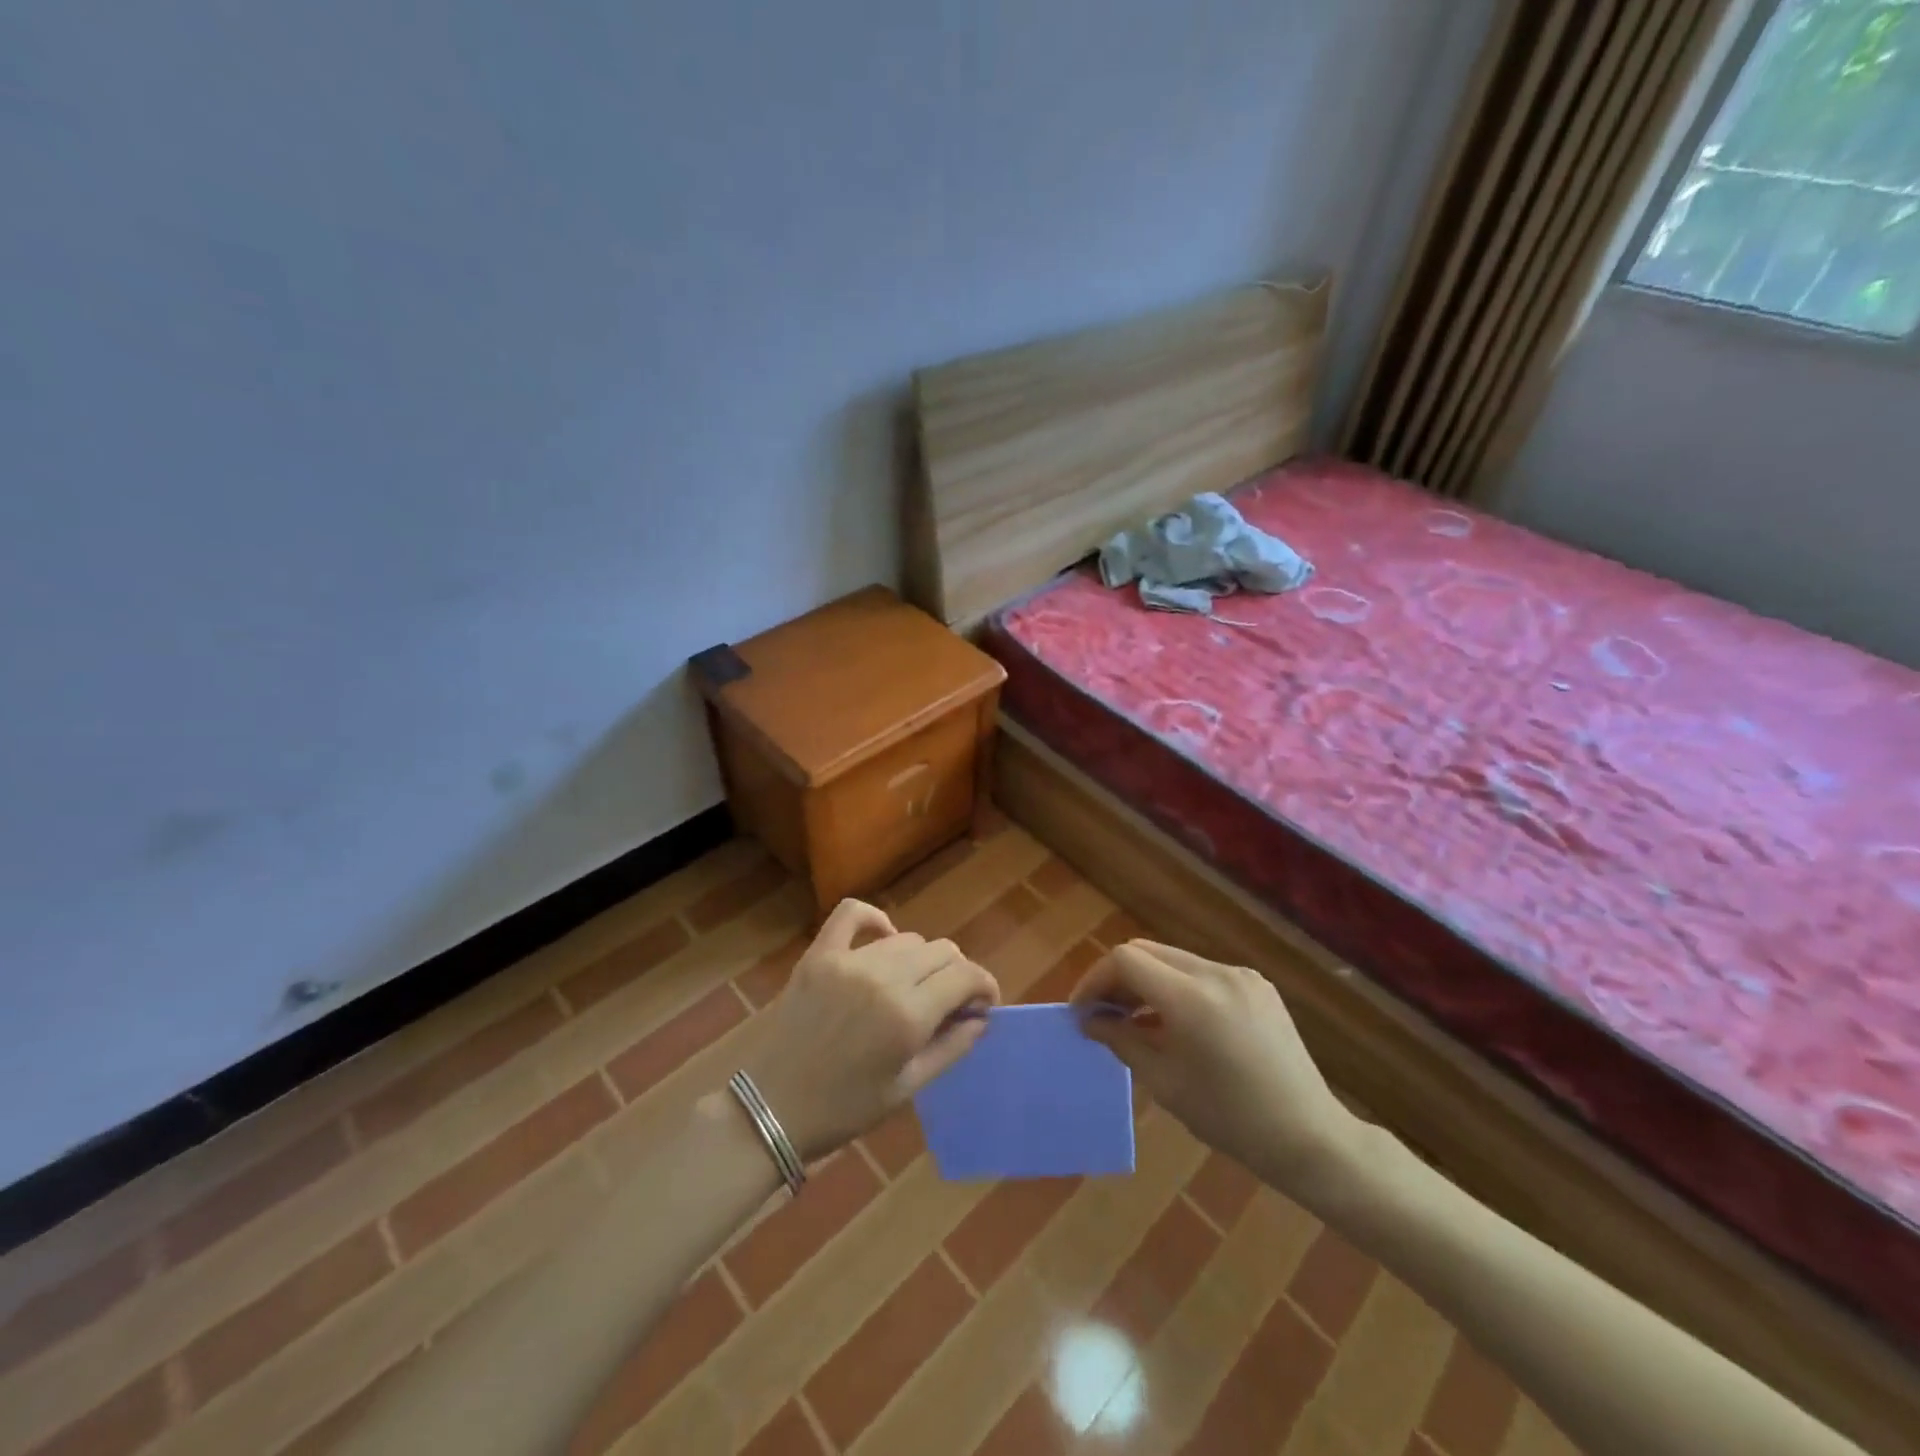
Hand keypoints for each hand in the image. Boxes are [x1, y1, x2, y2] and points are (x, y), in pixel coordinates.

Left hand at [739, 898, 999, 1162]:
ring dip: (920, 960)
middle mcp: (884, 978)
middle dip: (956, 974)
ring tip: (911, 987)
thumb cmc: (843, 1109)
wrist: (770, 1108)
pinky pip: (853, 914)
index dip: (984, 986)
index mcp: (908, 1016)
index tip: (983, 1004)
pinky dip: (874, 920)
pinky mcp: (819, 954)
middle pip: (942, 951)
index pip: (966, 976)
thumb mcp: (906, 1089)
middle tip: (947, 1003)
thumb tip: (981, 1018)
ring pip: (907, 939)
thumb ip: (951, 1048)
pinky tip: (882, 938)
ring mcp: (849, 961)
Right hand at [1070, 940, 1363, 1201]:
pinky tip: (1175, 1024)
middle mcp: (1216, 973)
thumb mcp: (1165, 1083)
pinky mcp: (1257, 985)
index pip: (1126, 960)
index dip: (1096, 980)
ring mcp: (1240, 975)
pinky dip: (1177, 988)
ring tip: (1134, 1021)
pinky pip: (1202, 973)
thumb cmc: (1230, 1119)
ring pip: (1173, 960)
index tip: (1082, 1011)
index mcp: (1191, 998)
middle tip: (1102, 1015)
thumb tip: (1090, 1020)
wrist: (1309, 1137)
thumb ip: (1122, 1040)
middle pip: (1147, 952)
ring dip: (1146, 982)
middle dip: (1117, 978)